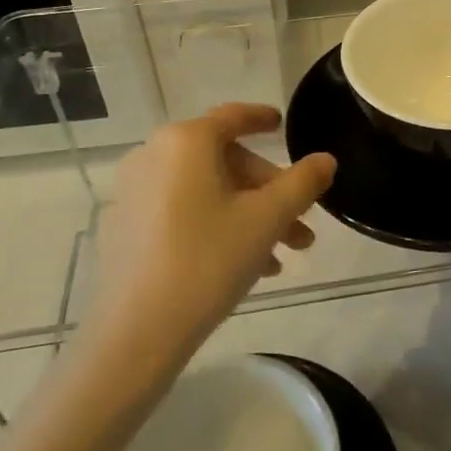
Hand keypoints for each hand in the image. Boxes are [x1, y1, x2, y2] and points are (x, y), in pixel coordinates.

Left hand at [83, 104, 336, 360]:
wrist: (135, 334)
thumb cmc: (208, 261)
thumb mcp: (268, 219)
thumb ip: (302, 183)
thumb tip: (325, 160)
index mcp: (186, 141)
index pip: (233, 117)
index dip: (261, 118)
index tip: (281, 124)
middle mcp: (153, 156)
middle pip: (224, 161)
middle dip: (268, 191)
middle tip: (300, 225)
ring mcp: (133, 193)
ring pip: (206, 191)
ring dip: (248, 215)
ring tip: (281, 256)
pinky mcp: (124, 228)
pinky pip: (181, 212)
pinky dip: (215, 226)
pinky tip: (244, 266)